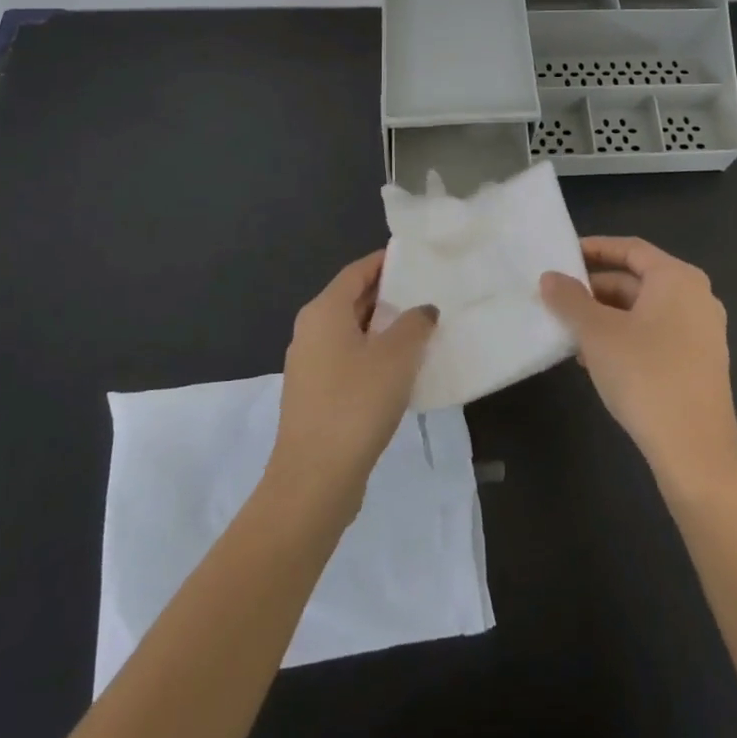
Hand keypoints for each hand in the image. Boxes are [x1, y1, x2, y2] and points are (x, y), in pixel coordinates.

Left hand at [267, 250, 437, 515]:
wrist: (314, 479)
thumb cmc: (356, 403)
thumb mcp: (397, 356)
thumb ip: (414, 323)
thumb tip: (423, 310)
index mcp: (323, 311)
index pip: (357, 271)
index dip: (385, 262)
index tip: (415, 258)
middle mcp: (310, 331)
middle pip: (352, 299)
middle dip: (388, 295)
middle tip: (427, 292)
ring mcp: (309, 365)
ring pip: (351, 332)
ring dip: (383, 328)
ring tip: (422, 329)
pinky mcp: (315, 396)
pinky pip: (348, 360)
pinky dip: (373, 355)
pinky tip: (401, 370)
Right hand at [541, 237, 736, 500]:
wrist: (696, 453)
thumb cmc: (645, 376)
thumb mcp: (597, 334)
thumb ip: (570, 300)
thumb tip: (550, 277)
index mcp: (677, 278)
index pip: (630, 249)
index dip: (594, 249)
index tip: (563, 256)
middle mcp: (697, 297)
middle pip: (638, 280)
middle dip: (596, 290)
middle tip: (559, 300)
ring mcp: (703, 332)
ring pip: (645, 311)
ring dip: (607, 317)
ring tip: (571, 334)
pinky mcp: (701, 363)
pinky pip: (657, 335)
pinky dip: (626, 337)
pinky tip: (597, 361)